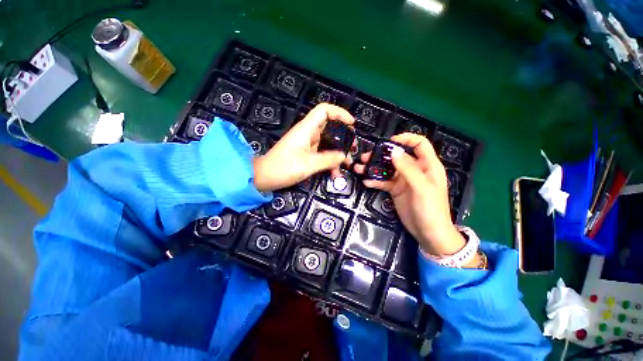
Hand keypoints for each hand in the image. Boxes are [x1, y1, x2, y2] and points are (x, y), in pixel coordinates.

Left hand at [253, 103, 354, 191]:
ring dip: (337, 152)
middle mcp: (307, 133)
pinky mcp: (306, 153)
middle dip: (343, 136)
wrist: (264, 177)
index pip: (324, 110)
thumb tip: (344, 156)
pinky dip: (329, 161)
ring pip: (327, 142)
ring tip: (346, 164)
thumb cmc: (283, 168)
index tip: (351, 124)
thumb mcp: (308, 165)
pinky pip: (322, 153)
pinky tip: (334, 173)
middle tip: (352, 148)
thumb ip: (328, 160)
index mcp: (306, 129)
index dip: (339, 113)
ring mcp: (307, 144)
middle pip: (329, 127)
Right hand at [354, 133, 466, 256]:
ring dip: (374, 168)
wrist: (428, 234)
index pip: (419, 144)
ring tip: (360, 168)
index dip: (406, 139)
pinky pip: (384, 182)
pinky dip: (375, 181)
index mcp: (427, 165)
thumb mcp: (421, 187)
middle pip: (397, 156)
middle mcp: (414, 170)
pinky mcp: (396, 190)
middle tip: (366, 157)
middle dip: (381, 155)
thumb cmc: (431, 209)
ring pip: (387, 169)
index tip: (389, 142)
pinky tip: (366, 182)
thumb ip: (407, 168)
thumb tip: (393, 151)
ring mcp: (403, 180)